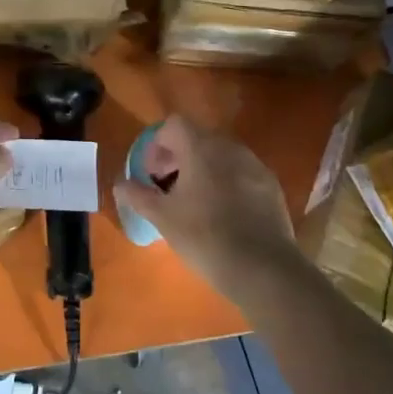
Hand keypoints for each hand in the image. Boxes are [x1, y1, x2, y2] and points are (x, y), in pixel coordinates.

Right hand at [114, 115, 300, 297]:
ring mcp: (255, 166)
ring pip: (221, 156)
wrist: (262, 268)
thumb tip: (120, 182)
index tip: (151, 174)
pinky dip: (226, 183)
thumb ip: (137, 194)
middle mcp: (230, 148)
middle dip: (178, 158)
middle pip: (198, 138)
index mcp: (201, 148)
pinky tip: (223, 215)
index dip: (157, 145)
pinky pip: (241, 173)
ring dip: (203, 170)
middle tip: (167, 188)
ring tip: (194, 203)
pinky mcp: (271, 186)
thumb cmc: (204, 236)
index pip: (173, 125)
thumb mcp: (161, 217)